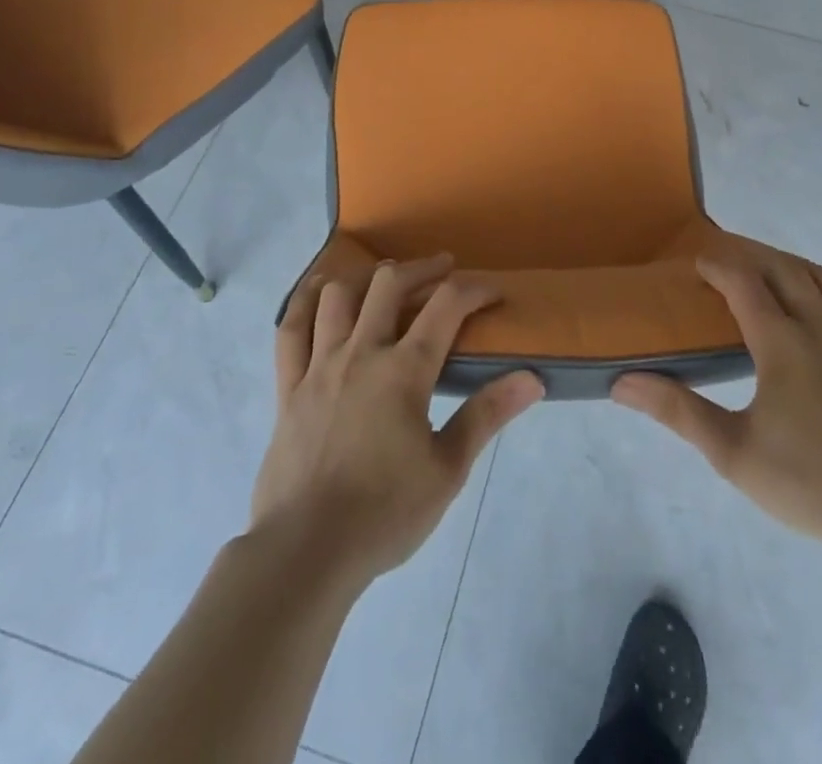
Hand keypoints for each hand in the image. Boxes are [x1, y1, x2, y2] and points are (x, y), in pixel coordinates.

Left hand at [250, 253, 543, 585]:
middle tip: (443, 270)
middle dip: (423, 269)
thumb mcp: (448, 470)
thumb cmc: (384, 514)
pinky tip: (320, 291)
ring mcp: (318, 366)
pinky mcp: (288, 386)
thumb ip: (487, 415)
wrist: (305, 553)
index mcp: (404, 371)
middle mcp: (360, 353)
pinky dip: (306, 300)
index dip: (475, 289)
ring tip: (386, 282)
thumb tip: (532, 378)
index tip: (493, 293)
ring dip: (368, 279)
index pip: (447, 306)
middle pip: (390, 284)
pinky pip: (291, 328)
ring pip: (339, 294)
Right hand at [612, 254, 821, 562]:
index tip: (700, 263)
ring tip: (777, 268)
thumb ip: (678, 411)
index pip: (743, 285)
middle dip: (755, 259)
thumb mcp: (733, 453)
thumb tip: (621, 382)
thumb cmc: (810, 485)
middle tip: (733, 262)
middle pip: (785, 272)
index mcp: (782, 344)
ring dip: (797, 267)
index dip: (719, 267)